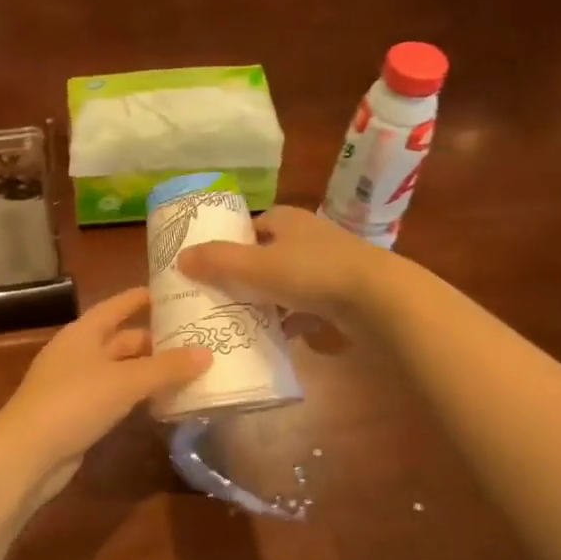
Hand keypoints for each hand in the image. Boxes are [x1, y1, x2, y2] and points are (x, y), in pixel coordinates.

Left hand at [0, 288, 210, 508]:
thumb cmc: (74, 403)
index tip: (175, 293)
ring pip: (121, 370)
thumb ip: (166, 368)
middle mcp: (79, 352)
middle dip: (156, 340)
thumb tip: (207, 352)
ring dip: (150, 371)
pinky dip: (138, 395)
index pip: (117, 305)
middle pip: (122, 339)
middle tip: (196, 339)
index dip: (142, 298)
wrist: (27, 455)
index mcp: (84, 332)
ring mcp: (77, 384)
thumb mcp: (125, 381)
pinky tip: (163, 402)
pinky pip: (116, 395)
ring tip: (190, 370)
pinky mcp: (79, 413)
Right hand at [176, 206, 393, 322]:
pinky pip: (309, 307)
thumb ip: (218, 262)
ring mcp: (330, 266)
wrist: (380, 299)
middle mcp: (309, 237)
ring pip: (288, 283)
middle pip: (268, 255)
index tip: (208, 267)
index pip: (251, 226)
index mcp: (287, 220)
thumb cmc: (312, 272)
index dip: (229, 243)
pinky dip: (294, 320)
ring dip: (269, 301)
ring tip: (242, 322)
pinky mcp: (345, 295)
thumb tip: (180, 257)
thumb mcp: (256, 266)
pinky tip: (280, 339)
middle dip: (246, 276)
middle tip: (219, 298)